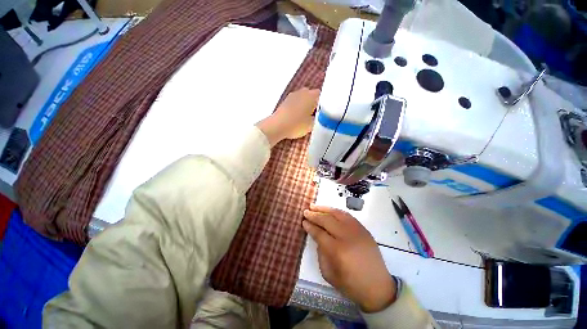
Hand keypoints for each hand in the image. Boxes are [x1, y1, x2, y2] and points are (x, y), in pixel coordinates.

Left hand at [256, 88, 318, 146]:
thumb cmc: (296, 124)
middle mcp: (302, 92)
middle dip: (315, 103)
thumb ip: (318, 119)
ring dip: (306, 104)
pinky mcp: (285, 101)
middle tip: (316, 114)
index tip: (324, 111)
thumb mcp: (312, 125)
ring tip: (306, 116)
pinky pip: (296, 101)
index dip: (324, 103)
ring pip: (303, 97)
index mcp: (311, 96)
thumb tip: (319, 116)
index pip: (322, 95)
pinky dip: (298, 106)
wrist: (277, 126)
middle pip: (312, 95)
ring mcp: (293, 96)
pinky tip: (297, 115)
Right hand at [302, 204, 397, 312]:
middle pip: (327, 220)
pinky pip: (347, 215)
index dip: (310, 226)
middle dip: (314, 215)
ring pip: (337, 213)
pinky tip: (329, 210)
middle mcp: (347, 237)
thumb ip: (320, 253)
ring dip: (324, 209)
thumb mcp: (329, 274)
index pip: (319, 233)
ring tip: (314, 206)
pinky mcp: (363, 229)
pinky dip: (336, 211)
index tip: (303, 222)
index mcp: (337, 251)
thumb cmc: (351, 284)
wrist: (378, 287)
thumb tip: (318, 237)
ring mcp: (357, 231)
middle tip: (306, 212)